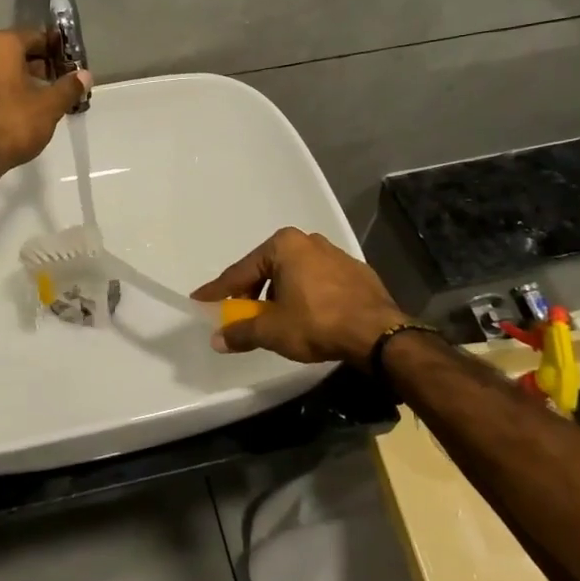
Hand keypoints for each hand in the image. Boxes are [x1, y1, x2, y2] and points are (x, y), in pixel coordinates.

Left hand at [0, 28, 90, 181]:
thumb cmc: (12, 123)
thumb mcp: (49, 106)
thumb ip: (69, 87)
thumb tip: (85, 75)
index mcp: (0, 44)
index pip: (35, 37)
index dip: (56, 51)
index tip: (69, 66)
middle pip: (15, 51)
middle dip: (37, 65)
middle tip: (57, 83)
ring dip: (19, 78)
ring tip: (40, 99)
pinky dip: (2, 90)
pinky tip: (17, 109)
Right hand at [192, 228, 407, 364]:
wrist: (379, 333)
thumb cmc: (317, 323)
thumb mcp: (272, 331)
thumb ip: (241, 332)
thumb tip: (217, 339)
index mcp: (283, 245)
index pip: (240, 272)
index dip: (219, 291)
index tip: (200, 300)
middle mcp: (308, 241)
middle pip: (268, 269)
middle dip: (252, 292)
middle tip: (240, 313)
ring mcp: (335, 254)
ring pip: (295, 274)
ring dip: (280, 294)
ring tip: (275, 319)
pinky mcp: (356, 272)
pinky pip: (319, 281)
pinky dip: (306, 295)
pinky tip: (307, 316)